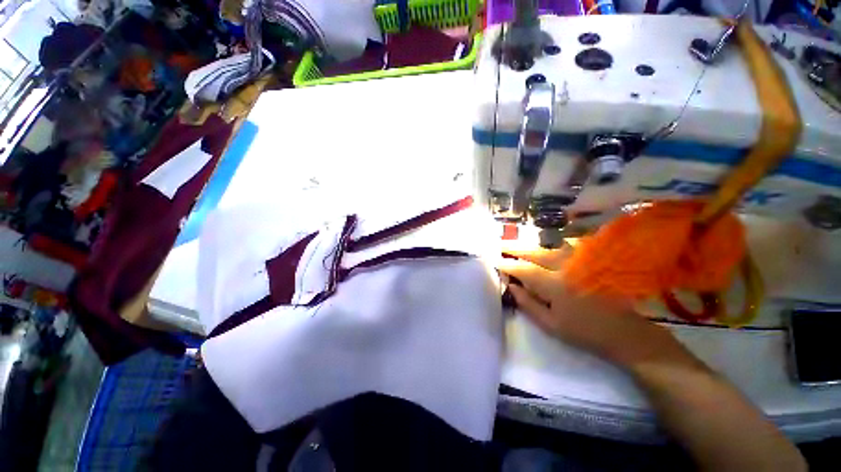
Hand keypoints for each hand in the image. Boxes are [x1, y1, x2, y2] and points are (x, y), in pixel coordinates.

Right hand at [497, 244, 701, 369]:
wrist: (626, 333)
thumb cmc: (585, 332)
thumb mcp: (551, 325)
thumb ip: (528, 304)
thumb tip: (511, 286)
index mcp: (556, 285)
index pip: (524, 270)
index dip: (508, 264)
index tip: (495, 261)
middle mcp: (567, 268)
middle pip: (535, 252)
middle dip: (515, 248)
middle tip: (500, 244)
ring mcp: (582, 262)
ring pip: (551, 245)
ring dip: (532, 244)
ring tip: (519, 245)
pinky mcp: (592, 261)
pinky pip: (569, 245)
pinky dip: (554, 244)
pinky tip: (548, 246)